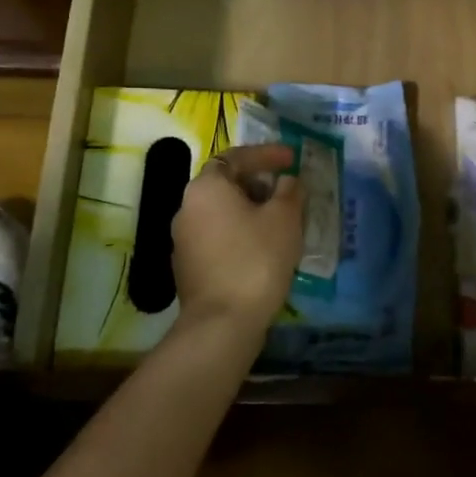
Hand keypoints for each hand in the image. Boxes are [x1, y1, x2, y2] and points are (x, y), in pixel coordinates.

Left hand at [172, 143, 303, 334]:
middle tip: (287, 190)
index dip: (267, 154)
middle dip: (258, 182)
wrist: (222, 323)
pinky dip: (240, 233)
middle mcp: (187, 207)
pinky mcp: (188, 266)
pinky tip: (263, 247)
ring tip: (280, 220)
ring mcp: (183, 239)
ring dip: (250, 209)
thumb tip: (287, 181)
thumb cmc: (256, 259)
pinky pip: (218, 236)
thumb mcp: (284, 218)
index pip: (236, 157)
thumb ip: (289, 191)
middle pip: (226, 183)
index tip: (292, 158)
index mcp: (206, 187)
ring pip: (221, 212)